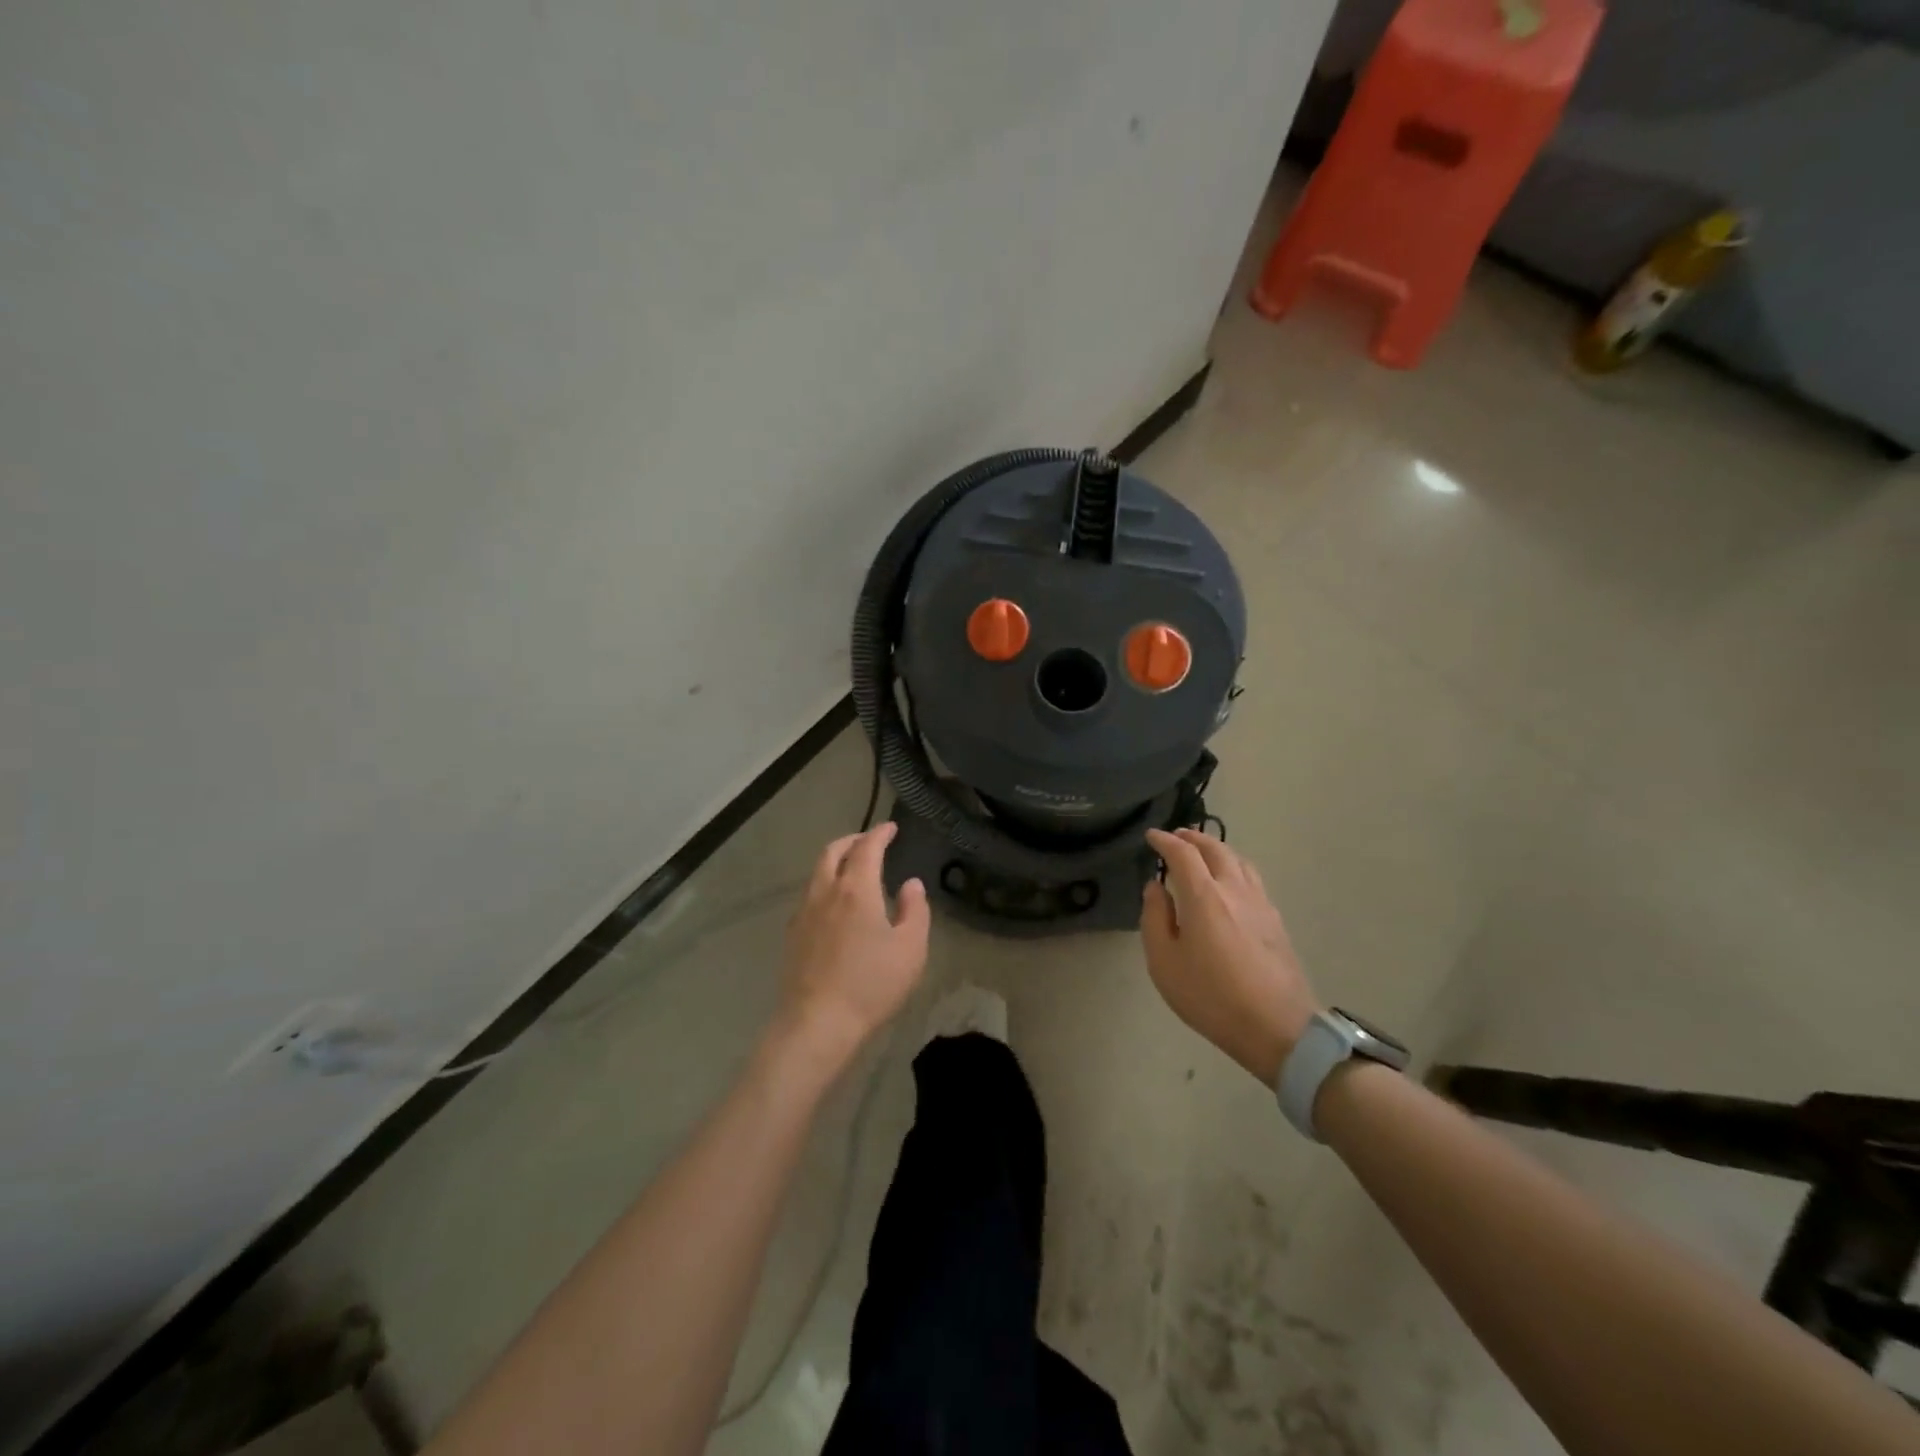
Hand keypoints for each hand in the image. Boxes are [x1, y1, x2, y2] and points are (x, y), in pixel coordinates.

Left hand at [774, 823, 929, 1071]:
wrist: (817, 1023)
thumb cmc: (871, 984)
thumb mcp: (910, 949)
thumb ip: (914, 910)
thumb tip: (910, 884)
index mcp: (856, 890)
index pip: (867, 848)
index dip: (879, 834)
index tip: (891, 828)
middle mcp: (825, 893)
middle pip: (832, 852)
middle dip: (852, 840)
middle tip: (869, 841)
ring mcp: (804, 914)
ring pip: (817, 873)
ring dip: (835, 862)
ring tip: (853, 870)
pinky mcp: (793, 936)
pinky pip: (810, 896)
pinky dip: (825, 886)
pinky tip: (835, 906)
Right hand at [1141, 829, 1318, 1085]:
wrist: (1277, 1027)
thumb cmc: (1211, 997)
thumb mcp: (1164, 963)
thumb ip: (1155, 918)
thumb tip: (1155, 887)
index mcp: (1204, 896)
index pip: (1183, 854)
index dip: (1165, 841)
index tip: (1151, 837)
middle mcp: (1234, 890)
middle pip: (1215, 849)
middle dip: (1192, 838)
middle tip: (1176, 836)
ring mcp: (1260, 903)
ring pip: (1238, 860)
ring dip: (1217, 848)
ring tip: (1202, 852)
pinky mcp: (1275, 920)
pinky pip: (1252, 878)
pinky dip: (1234, 866)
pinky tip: (1230, 880)